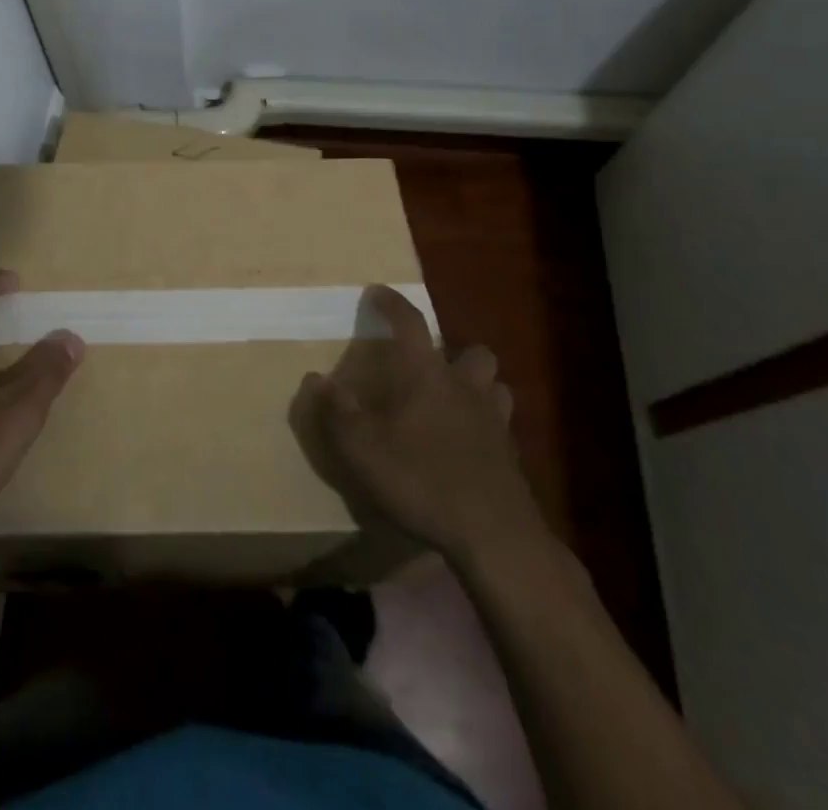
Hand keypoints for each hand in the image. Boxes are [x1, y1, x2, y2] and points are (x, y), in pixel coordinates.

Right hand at [293, 286, 549, 563]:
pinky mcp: (510, 455)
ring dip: (478, 386)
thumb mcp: (361, 449)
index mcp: (426, 374)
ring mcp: (494, 420)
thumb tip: (316, 378)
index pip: (410, 323)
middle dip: (454, 352)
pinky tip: (468, 445)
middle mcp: (465, 386)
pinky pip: (501, 425)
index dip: (391, 303)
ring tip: (455, 402)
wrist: (494, 535)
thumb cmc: (422, 479)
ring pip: (495, 386)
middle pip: (472, 351)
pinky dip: (486, 425)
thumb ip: (336, 411)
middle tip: (431, 367)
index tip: (377, 292)